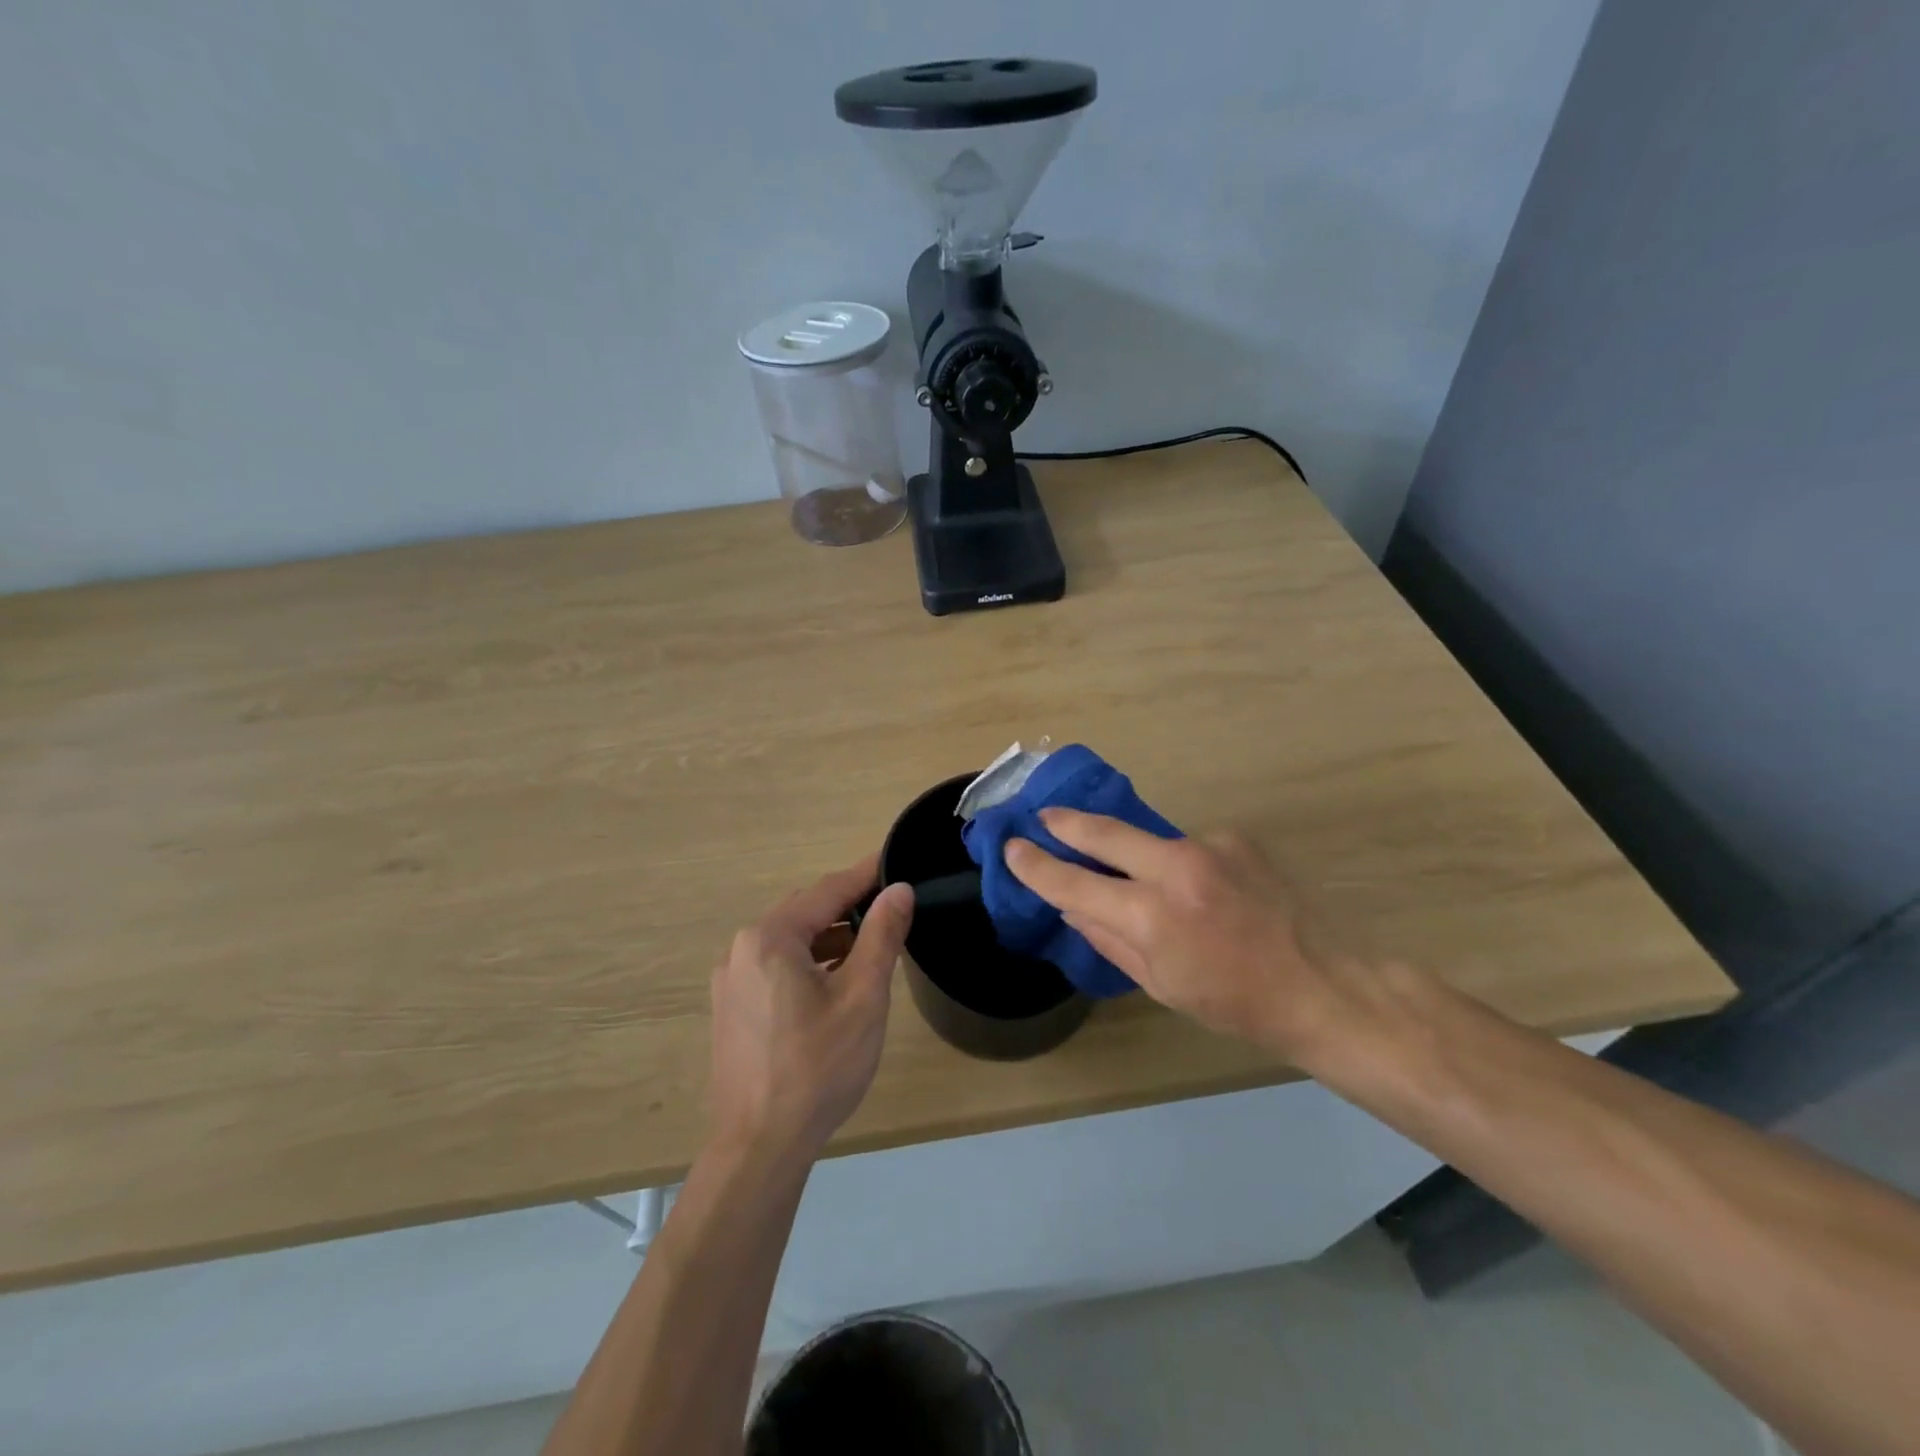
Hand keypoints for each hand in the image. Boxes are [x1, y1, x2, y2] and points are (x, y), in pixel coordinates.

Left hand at [707, 856, 913, 1163]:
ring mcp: (731, 980)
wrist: (759, 1146)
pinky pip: (775, 966)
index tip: (895, 861)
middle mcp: (742, 949)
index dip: (864, 875)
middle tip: (889, 903)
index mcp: (770, 938)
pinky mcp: (732, 1008)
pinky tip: (835, 979)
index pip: (827, 891)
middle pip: (805, 912)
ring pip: (790, 941)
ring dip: (829, 936)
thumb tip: (899, 889)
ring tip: (870, 942)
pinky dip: (809, 961)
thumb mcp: (862, 996)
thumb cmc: (818, 1067)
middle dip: (847, 905)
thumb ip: (881, 936)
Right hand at [1004, 810, 1361, 1060]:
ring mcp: (1209, 846)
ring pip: (1149, 838)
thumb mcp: (1159, 983)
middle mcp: (1177, 868)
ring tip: (1138, 876)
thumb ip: (1107, 937)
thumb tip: (1070, 905)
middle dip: (1066, 823)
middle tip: (1042, 816)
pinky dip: (1178, 863)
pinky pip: (1186, 846)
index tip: (1013, 849)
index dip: (1037, 866)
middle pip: (1104, 831)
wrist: (1319, 985)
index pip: (1075, 882)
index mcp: (1153, 916)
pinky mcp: (1235, 838)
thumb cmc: (1232, 1001)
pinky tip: (1199, 888)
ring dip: (1132, 851)